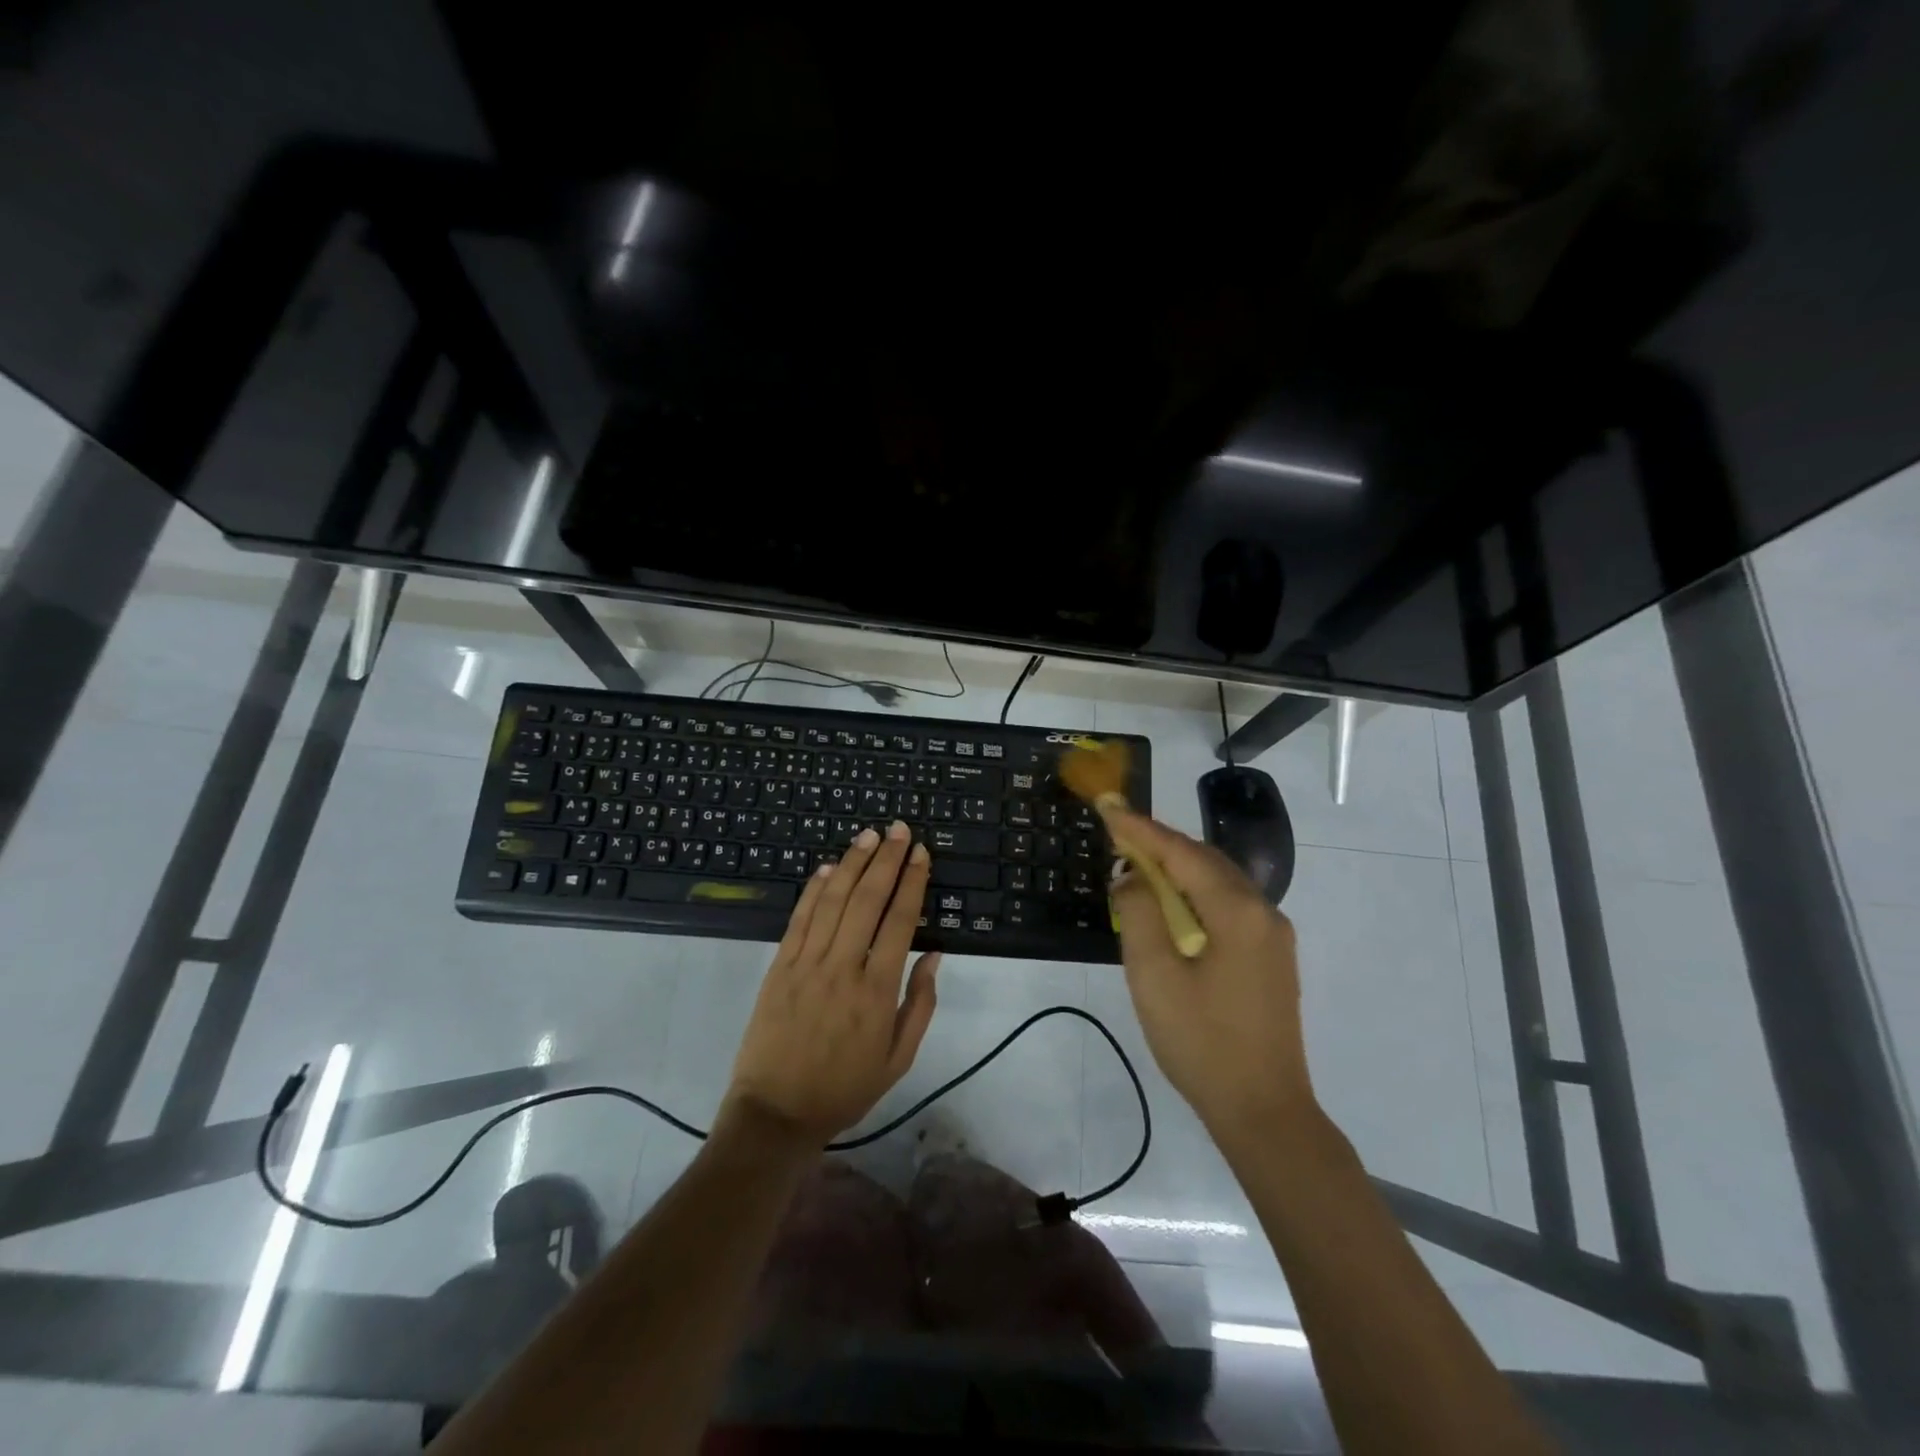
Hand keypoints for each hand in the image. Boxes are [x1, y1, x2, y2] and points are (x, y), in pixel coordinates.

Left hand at [725, 821, 940, 1144]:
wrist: (776, 1113)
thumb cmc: (845, 1089)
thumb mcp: (898, 1059)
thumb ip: (920, 1005)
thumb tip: (935, 956)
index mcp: (877, 990)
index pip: (900, 921)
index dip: (912, 882)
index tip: (920, 853)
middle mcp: (843, 967)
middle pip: (867, 900)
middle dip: (885, 860)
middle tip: (898, 829)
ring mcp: (806, 964)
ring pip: (833, 901)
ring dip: (851, 864)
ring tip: (867, 836)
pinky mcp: (779, 967)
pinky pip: (799, 920)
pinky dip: (814, 891)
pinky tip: (827, 869)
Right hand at [1104, 806, 1314, 1141]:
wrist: (1263, 1110)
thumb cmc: (1201, 1042)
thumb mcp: (1154, 975)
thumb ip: (1139, 913)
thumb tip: (1132, 876)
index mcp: (1238, 912)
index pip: (1182, 853)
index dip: (1141, 829)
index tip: (1108, 807)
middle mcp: (1264, 913)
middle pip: (1205, 860)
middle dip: (1160, 844)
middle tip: (1117, 836)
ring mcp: (1272, 936)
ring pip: (1218, 882)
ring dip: (1177, 869)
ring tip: (1137, 866)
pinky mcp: (1270, 958)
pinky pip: (1227, 906)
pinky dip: (1194, 894)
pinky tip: (1170, 907)